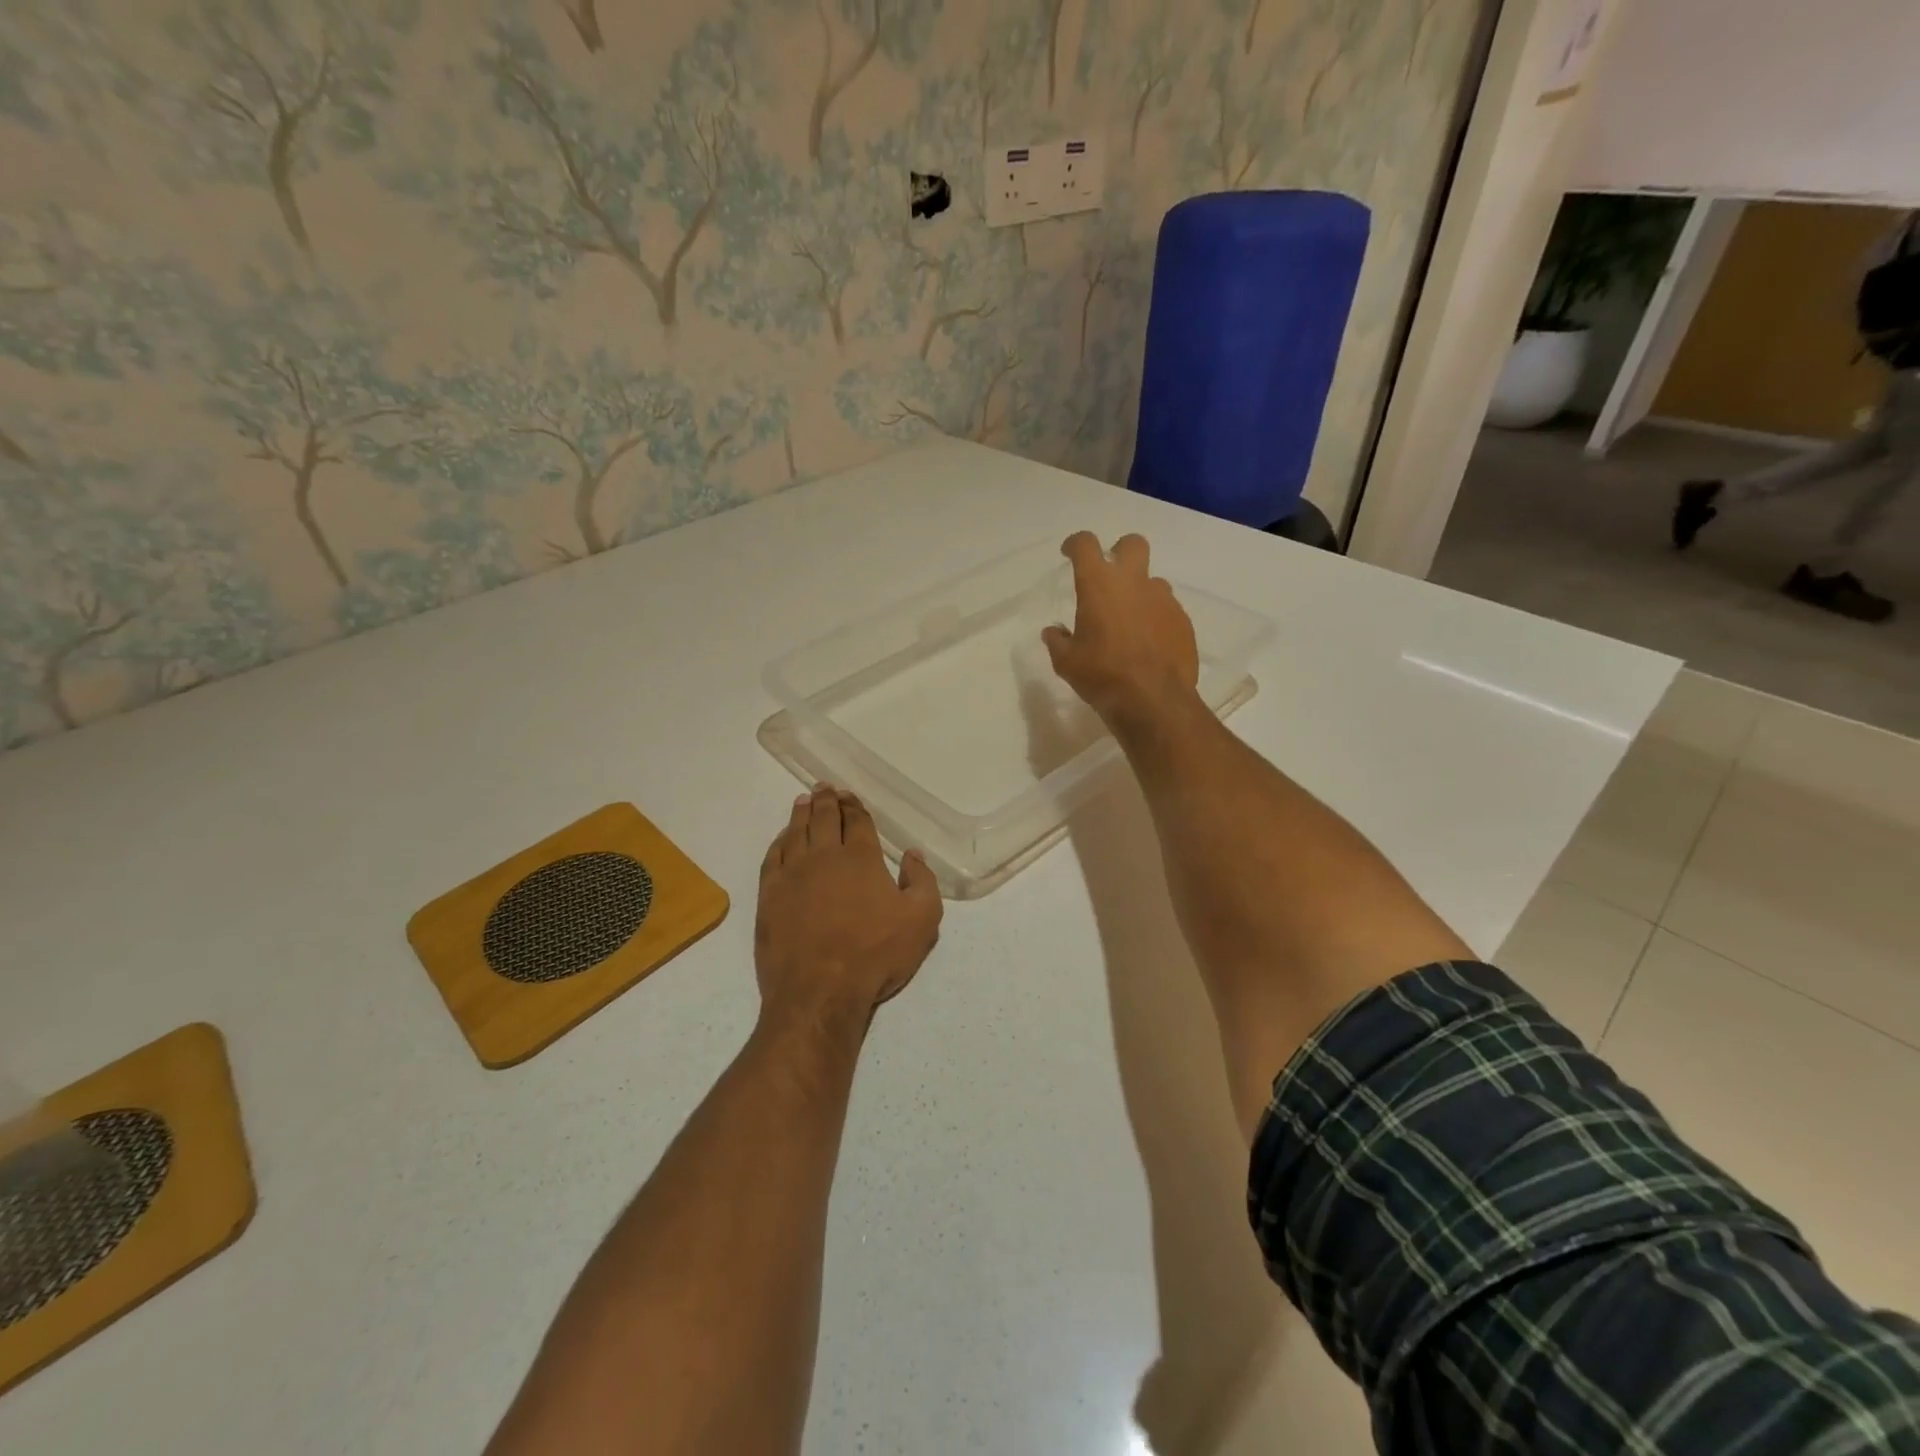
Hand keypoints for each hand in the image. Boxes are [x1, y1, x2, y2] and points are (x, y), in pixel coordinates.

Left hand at [755, 788, 943, 1025]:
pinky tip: (783, 838)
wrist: (819, 990)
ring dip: (801, 813)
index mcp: (860, 857)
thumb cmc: (875, 954)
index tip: (849, 796)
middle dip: (826, 800)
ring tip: (804, 801)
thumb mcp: (922, 920)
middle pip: (823, 818)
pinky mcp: (769, 895)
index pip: (856, 821)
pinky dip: (779, 841)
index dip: (853, 806)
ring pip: (796, 832)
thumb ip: (922, 881)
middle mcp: (824, 856)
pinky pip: (773, 857)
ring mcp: (792, 874)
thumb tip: (913, 855)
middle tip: (824, 788)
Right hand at [1042, 532, 1199, 729]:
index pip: (1085, 545)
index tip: (1069, 553)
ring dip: (1139, 593)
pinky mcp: (1183, 620)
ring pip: (1152, 581)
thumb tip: (1053, 632)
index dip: (1075, 544)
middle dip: (1120, 551)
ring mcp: (1163, 599)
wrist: (1153, 700)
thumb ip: (1058, 641)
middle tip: (1110, 575)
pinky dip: (1155, 618)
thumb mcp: (1067, 662)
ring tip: (1129, 622)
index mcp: (1099, 585)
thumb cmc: (1101, 675)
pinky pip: (1167, 609)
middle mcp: (1134, 582)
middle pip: (1132, 544)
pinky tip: (1148, 643)